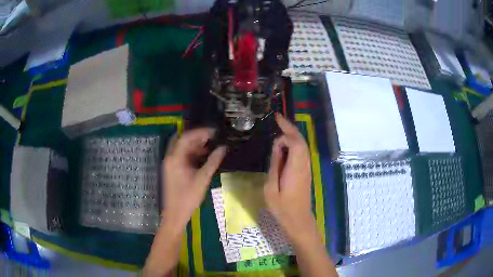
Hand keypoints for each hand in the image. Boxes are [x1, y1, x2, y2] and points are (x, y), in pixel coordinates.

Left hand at [162, 128, 226, 230]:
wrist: (175, 214)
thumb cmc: (188, 198)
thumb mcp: (202, 179)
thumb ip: (213, 162)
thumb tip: (223, 148)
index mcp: (175, 159)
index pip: (186, 137)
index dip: (200, 132)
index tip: (214, 132)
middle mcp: (170, 158)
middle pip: (183, 141)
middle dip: (198, 137)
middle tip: (213, 137)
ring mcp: (170, 164)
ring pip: (182, 148)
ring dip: (195, 145)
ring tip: (211, 145)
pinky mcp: (173, 170)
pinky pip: (182, 156)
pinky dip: (192, 154)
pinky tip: (204, 156)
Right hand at [264, 114, 315, 240]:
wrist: (298, 219)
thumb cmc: (282, 207)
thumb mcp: (271, 188)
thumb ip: (274, 166)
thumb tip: (277, 147)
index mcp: (295, 168)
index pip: (295, 143)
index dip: (285, 134)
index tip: (274, 128)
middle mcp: (304, 165)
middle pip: (301, 141)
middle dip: (290, 127)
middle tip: (277, 117)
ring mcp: (306, 167)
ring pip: (303, 145)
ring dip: (293, 133)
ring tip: (280, 126)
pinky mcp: (305, 171)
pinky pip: (302, 151)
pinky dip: (294, 142)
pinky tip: (285, 142)